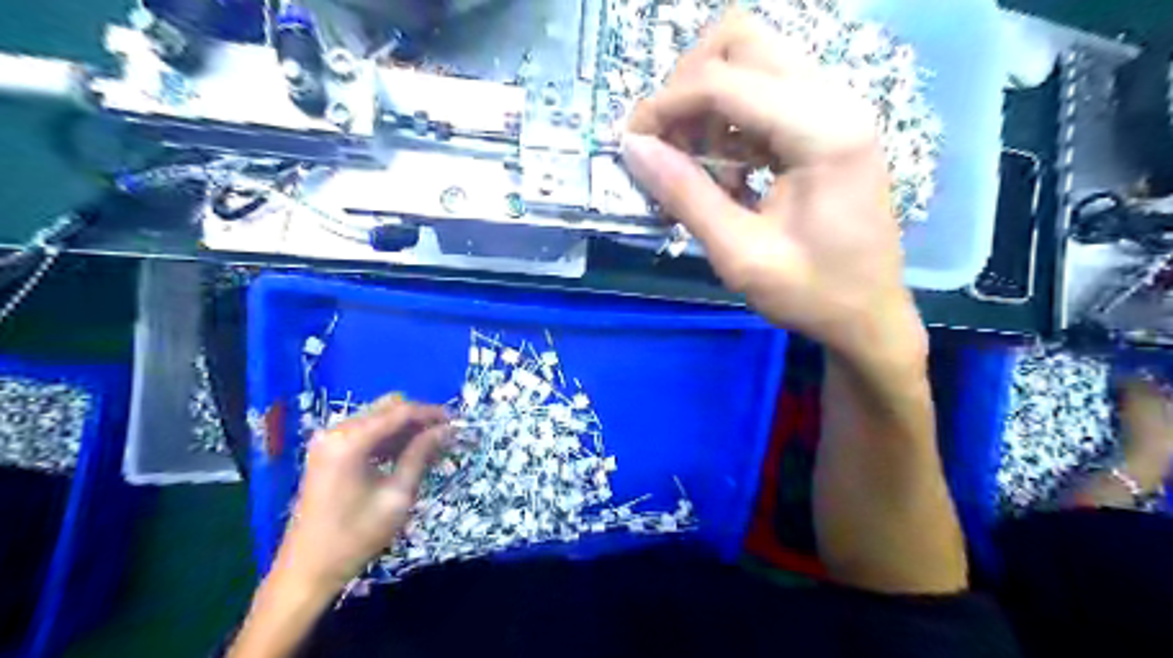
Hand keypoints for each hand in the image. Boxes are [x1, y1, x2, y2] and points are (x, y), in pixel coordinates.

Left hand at [275, 395, 453, 595]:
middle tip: (444, 436)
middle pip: (388, 407)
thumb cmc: (355, 537)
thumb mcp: (397, 496)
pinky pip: (366, 431)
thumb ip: (421, 455)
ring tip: (431, 448)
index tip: (457, 423)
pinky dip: (389, 438)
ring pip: (378, 417)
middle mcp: (336, 431)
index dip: (432, 413)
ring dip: (405, 428)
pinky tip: (406, 455)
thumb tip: (447, 430)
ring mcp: (329, 440)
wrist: (306, 570)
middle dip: (419, 418)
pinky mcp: (328, 452)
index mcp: (350, 441)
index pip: (400, 411)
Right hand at [623, 9, 926, 364]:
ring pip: (752, 59)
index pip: (724, 80)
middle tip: (667, 141)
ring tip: (695, 162)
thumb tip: (633, 147)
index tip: (632, 143)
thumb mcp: (740, 254)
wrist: (868, 315)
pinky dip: (730, 119)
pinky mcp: (827, 122)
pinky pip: (765, 92)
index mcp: (823, 131)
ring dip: (708, 102)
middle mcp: (834, 99)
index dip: (665, 104)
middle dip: (688, 85)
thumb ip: (686, 195)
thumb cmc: (811, 293)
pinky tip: (724, 169)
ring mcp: (834, 106)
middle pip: (741, 41)